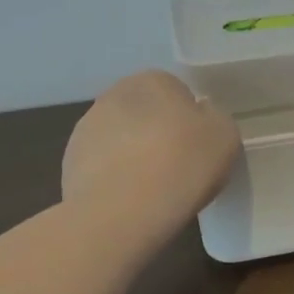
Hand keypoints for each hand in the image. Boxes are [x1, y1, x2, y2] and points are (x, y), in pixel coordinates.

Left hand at [62, 70, 241, 220]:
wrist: (121, 213)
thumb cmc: (182, 164)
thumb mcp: (224, 136)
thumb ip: (213, 119)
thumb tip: (198, 119)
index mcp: (152, 80)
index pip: (176, 91)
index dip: (190, 121)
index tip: (198, 148)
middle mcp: (114, 95)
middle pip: (145, 114)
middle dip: (158, 135)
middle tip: (179, 168)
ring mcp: (86, 130)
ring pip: (121, 140)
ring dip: (133, 157)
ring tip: (153, 192)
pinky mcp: (69, 165)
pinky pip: (102, 168)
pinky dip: (114, 181)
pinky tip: (129, 203)